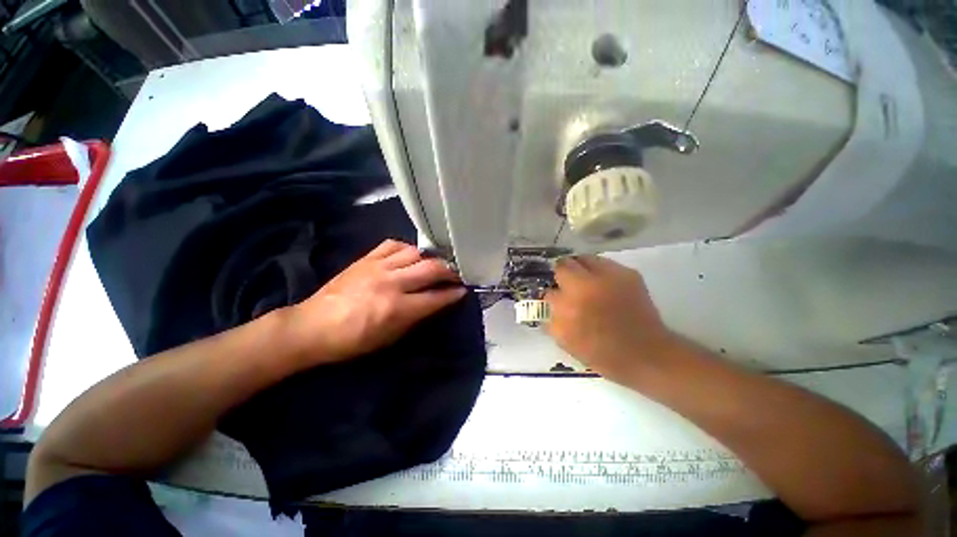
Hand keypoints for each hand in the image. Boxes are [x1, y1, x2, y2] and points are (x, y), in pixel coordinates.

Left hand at [286, 240, 464, 364]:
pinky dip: (407, 249)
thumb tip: (437, 303)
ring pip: (416, 253)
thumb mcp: (390, 338)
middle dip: (450, 271)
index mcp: (397, 308)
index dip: (454, 294)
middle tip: (456, 275)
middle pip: (431, 269)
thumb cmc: (353, 341)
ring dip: (431, 258)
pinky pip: (393, 245)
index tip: (464, 290)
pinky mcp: (366, 259)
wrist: (312, 327)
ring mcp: (378, 267)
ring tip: (436, 264)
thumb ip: (417, 318)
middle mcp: (392, 283)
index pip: (436, 297)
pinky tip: (410, 255)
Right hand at [544, 256, 675, 382]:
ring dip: (579, 268)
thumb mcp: (567, 342)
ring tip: (583, 280)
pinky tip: (602, 284)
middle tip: (565, 285)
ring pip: (584, 259)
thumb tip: (548, 303)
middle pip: (563, 265)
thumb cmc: (603, 353)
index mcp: (569, 305)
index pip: (550, 290)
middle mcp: (587, 285)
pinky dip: (598, 270)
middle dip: (561, 274)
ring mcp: (609, 276)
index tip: (554, 298)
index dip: (551, 294)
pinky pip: (604, 263)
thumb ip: (551, 319)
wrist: (647, 354)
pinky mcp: (628, 273)